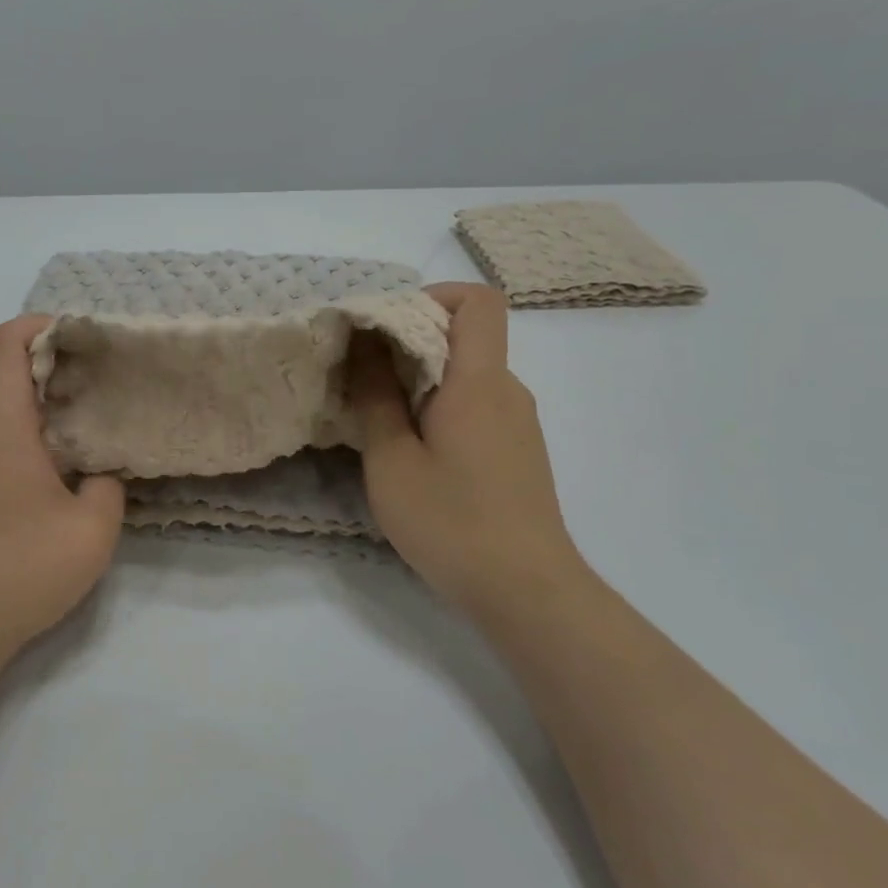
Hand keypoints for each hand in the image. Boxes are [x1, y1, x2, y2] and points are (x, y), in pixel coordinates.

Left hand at [0, 315, 126, 665]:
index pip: (1, 344)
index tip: (75, 336)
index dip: (36, 326)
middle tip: (55, 364)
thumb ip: (108, 485)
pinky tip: (24, 446)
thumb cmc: (21, 573)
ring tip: (44, 402)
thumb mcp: (93, 532)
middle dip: (9, 339)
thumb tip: (101, 469)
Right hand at [351, 283, 589, 608]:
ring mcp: (518, 422)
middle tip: (361, 374)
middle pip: (467, 336)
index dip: (431, 296)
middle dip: (410, 341)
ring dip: (421, 379)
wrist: (527, 591)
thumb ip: (375, 396)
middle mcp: (508, 391)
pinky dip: (439, 407)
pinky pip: (476, 405)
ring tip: (378, 415)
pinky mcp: (517, 451)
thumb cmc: (451, 522)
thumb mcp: (392, 460)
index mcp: (480, 382)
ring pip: (468, 374)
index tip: (385, 325)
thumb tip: (365, 343)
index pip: (477, 302)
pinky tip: (412, 450)